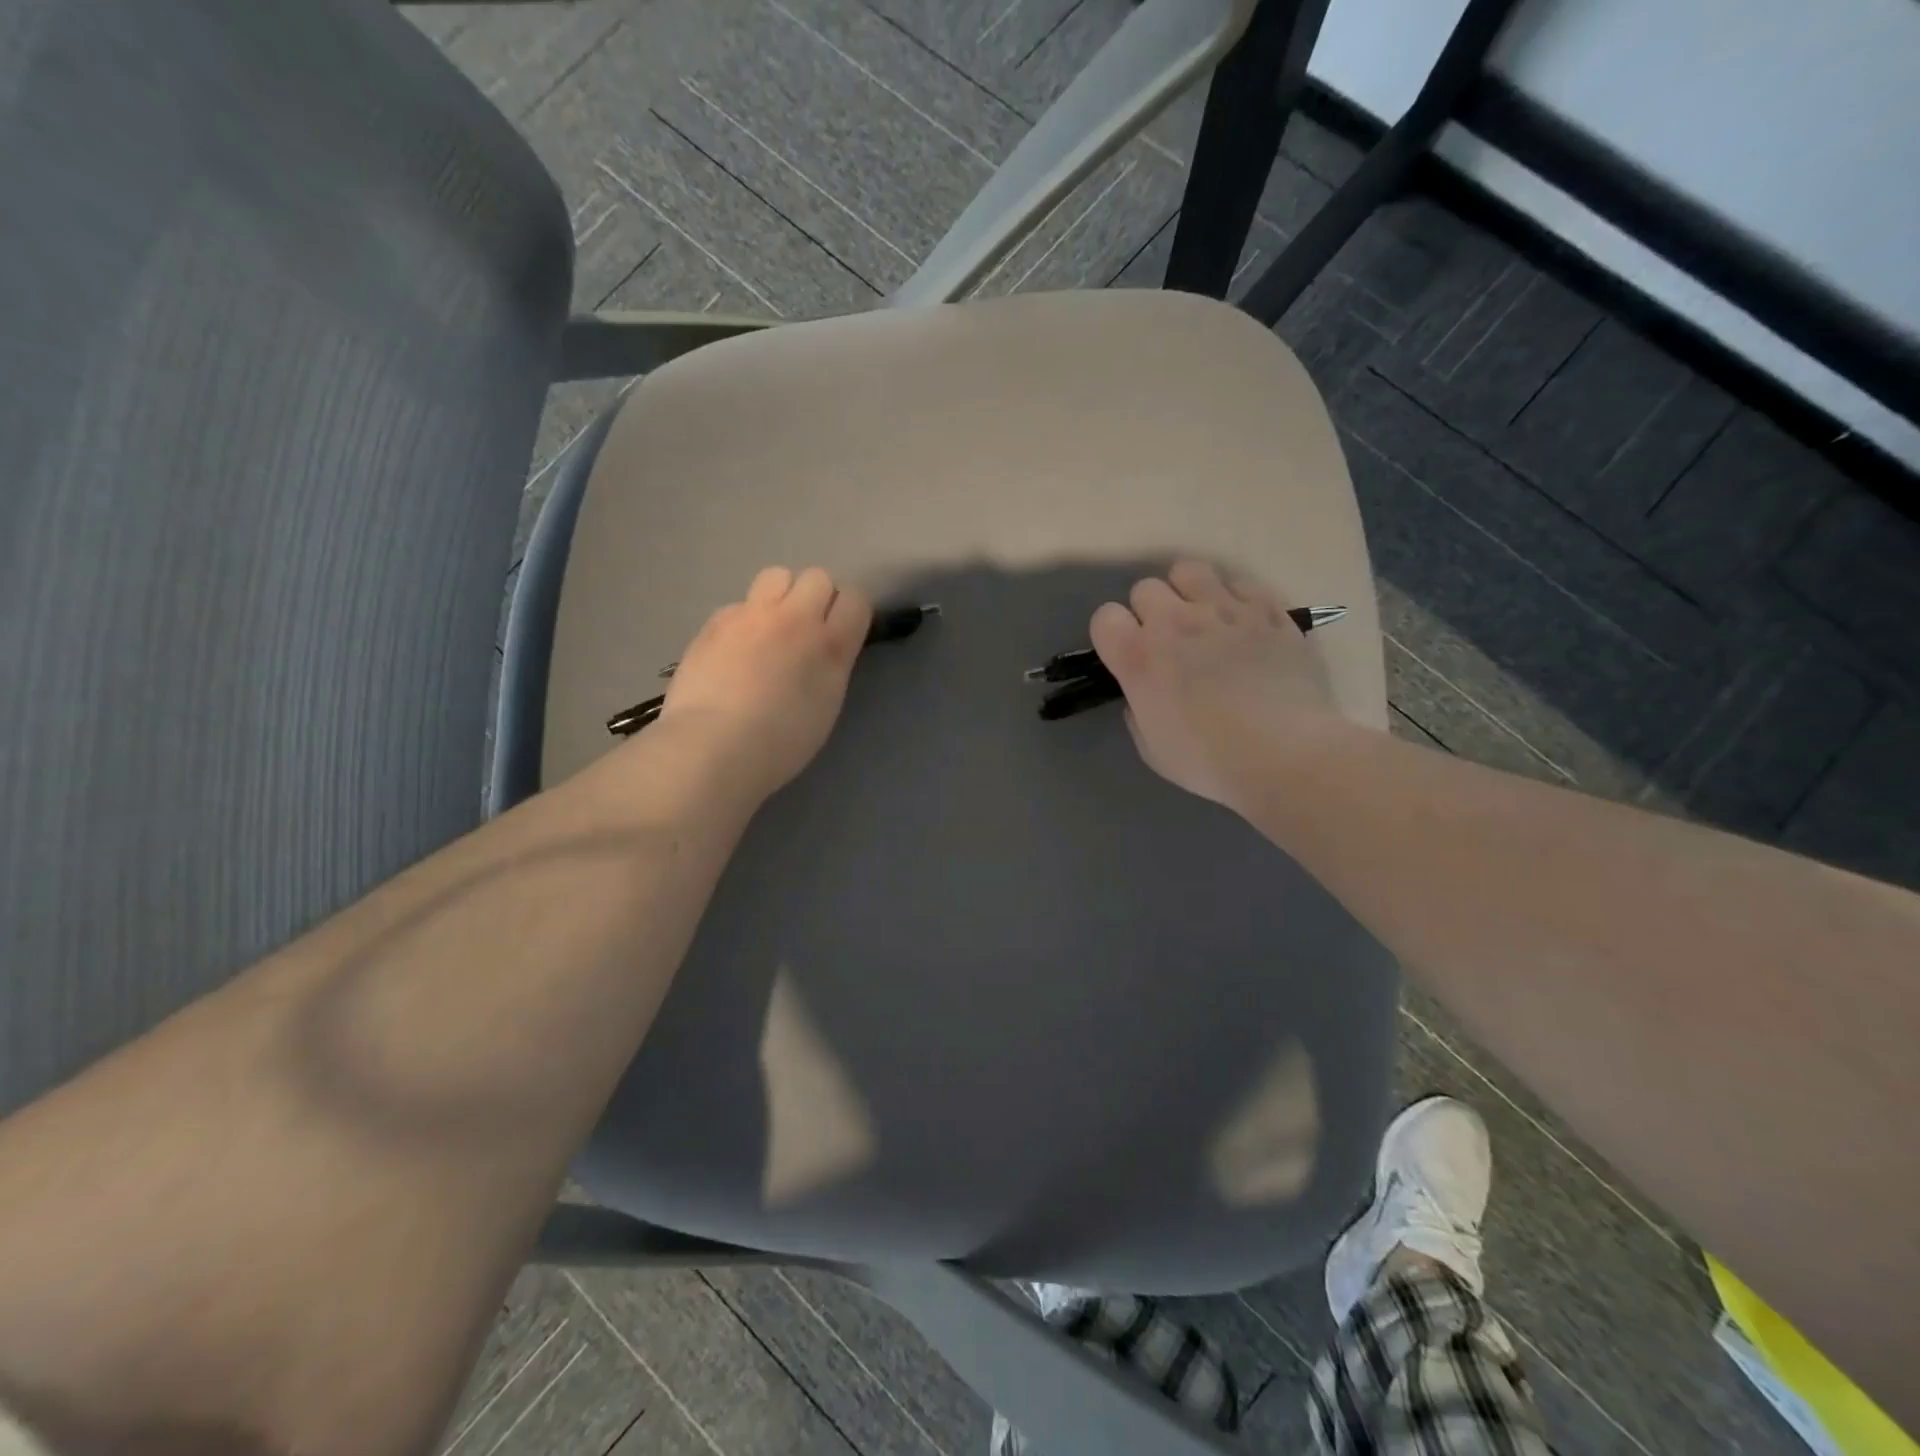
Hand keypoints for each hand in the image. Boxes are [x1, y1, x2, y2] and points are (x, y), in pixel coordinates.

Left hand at [655, 566, 872, 800]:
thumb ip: (829, 667)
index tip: (840, 632)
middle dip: (815, 598)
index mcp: (830, 646)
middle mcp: (795, 619)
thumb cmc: (779, 743)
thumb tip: (821, 651)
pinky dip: (743, 620)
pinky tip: (733, 649)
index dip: (849, 613)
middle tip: (803, 630)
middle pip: (817, 577)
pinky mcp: (716, 621)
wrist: (713, 745)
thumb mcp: (825, 706)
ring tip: (769, 628)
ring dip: (780, 596)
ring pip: (776, 576)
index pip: (855, 600)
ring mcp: (752, 615)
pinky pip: (739, 604)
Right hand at [1090, 560, 1338, 810]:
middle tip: (1168, 643)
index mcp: (1140, 658)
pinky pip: (1241, 582)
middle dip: (1149, 612)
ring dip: (1188, 592)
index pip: (1105, 617)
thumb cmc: (1210, 761)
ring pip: (1190, 570)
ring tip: (1203, 619)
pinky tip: (1245, 625)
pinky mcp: (1269, 610)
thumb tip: (1145, 696)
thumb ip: (1139, 712)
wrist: (1285, 755)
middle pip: (1145, 589)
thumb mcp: (1153, 749)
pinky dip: (1237, 599)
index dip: (1113, 635)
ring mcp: (1225, 610)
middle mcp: (1175, 622)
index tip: (1126, 655)